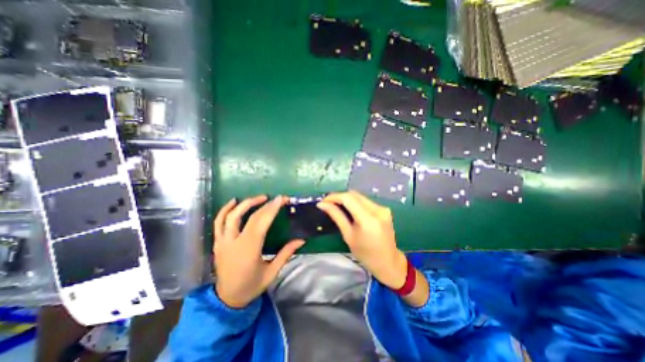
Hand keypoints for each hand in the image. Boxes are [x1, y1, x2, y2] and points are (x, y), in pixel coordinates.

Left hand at [214, 195, 305, 307]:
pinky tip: (234, 202)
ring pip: (231, 216)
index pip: (261, 222)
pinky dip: (225, 210)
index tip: (282, 199)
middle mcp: (234, 242)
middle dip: (264, 204)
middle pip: (249, 217)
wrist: (227, 300)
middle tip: (276, 198)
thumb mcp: (272, 272)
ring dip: (245, 203)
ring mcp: (223, 242)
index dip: (272, 208)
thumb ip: (286, 254)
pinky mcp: (218, 243)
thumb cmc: (251, 286)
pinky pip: (218, 222)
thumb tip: (301, 240)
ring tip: (259, 198)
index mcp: (249, 250)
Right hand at [319, 191, 406, 289]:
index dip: (334, 197)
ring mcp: (383, 208)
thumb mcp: (348, 235)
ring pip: (360, 196)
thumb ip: (336, 216)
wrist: (389, 262)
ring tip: (337, 206)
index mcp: (368, 219)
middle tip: (328, 204)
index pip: (348, 198)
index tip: (323, 201)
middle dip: (339, 197)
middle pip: (354, 194)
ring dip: (347, 199)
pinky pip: (366, 201)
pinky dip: (355, 203)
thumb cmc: (365, 254)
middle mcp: (377, 209)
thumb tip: (322, 204)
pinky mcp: (385, 209)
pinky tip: (350, 210)